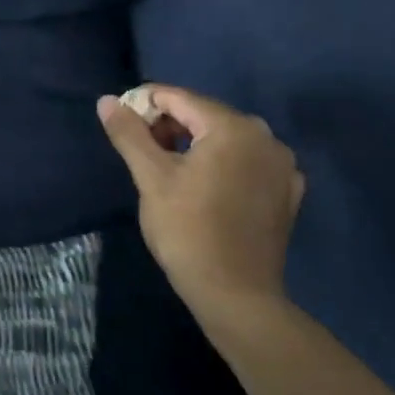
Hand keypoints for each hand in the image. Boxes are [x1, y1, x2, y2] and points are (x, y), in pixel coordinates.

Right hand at [97, 84, 304, 320]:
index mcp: (233, 127)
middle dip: (169, 125)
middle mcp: (266, 137)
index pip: (179, 98)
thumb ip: (129, 133)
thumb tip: (107, 100)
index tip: (120, 123)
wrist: (235, 296)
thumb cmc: (188, 230)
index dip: (144, 104)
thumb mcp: (151, 178)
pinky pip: (247, 162)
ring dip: (194, 144)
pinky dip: (223, 164)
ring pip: (226, 138)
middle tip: (140, 150)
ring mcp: (282, 165)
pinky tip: (205, 187)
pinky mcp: (287, 192)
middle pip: (205, 115)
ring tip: (167, 169)